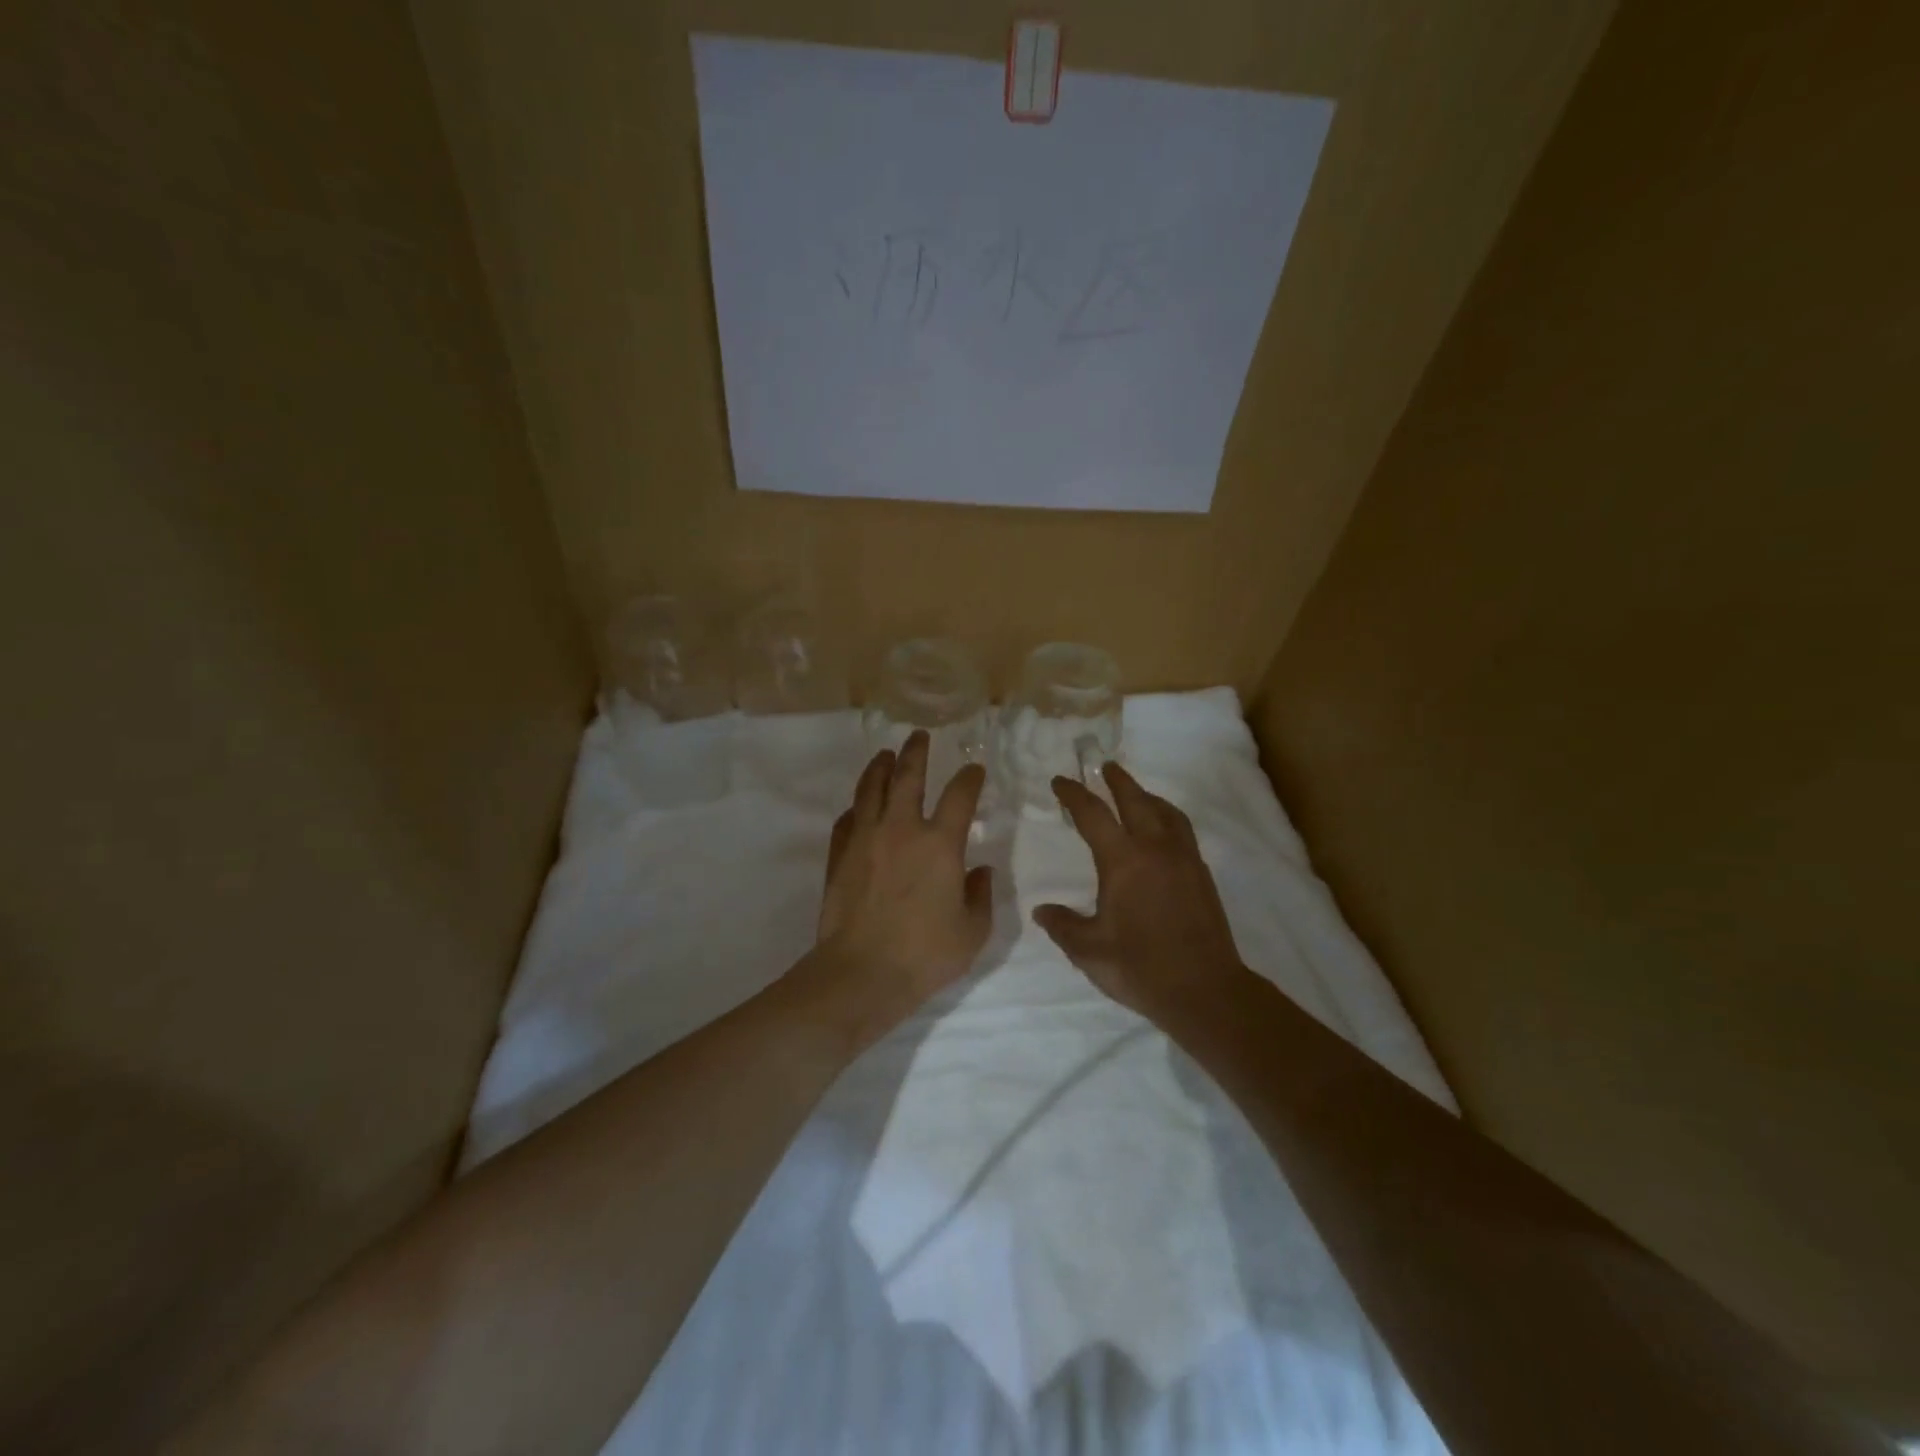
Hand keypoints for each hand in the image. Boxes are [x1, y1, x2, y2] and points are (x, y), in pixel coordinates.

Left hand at [801, 730, 992, 1050]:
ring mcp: (866, 839)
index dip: (970, 778)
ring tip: (885, 755)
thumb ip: (980, 895)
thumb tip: (981, 871)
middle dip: (916, 752)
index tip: (974, 769)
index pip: (959, 796)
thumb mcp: (972, 931)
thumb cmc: (924, 954)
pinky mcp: (840, 855)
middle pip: (908, 776)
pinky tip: (860, 806)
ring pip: (871, 789)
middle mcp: (902, 829)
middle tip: (919, 735)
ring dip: (880, 767)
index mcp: (940, 844)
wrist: (861, 973)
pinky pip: (848, 819)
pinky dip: (857, 806)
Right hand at [1035, 762, 1247, 1023]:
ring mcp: (1184, 859)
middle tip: (1105, 766)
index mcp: (1123, 861)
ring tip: (1136, 792)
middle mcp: (1155, 849)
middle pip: (1136, 800)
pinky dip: (1168, 817)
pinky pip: (1182, 830)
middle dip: (1117, 781)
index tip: (1060, 781)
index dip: (1074, 794)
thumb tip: (1042, 911)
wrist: (1205, 990)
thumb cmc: (1141, 967)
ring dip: (1147, 795)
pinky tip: (1163, 831)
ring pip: (1166, 812)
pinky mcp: (1201, 875)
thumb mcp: (1090, 951)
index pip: (1093, 815)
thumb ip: (1063, 926)